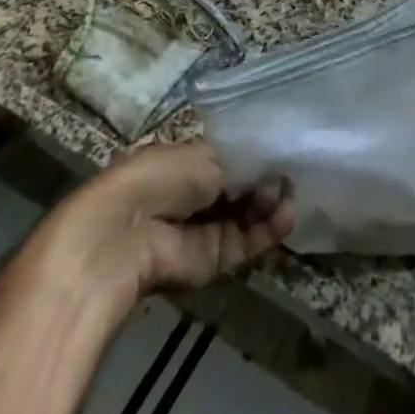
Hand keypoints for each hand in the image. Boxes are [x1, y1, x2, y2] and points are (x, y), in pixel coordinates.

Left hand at [48, 143, 293, 296]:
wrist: (124, 235)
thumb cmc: (160, 178)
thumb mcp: (206, 156)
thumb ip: (246, 164)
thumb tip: (275, 171)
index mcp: (190, 160)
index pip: (235, 157)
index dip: (261, 155)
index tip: (285, 152)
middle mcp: (198, 193)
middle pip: (246, 186)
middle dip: (270, 180)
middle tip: (290, 175)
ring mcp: (205, 228)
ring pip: (250, 215)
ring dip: (272, 205)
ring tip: (290, 198)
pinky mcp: (212, 261)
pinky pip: (246, 242)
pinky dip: (267, 231)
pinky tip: (286, 218)